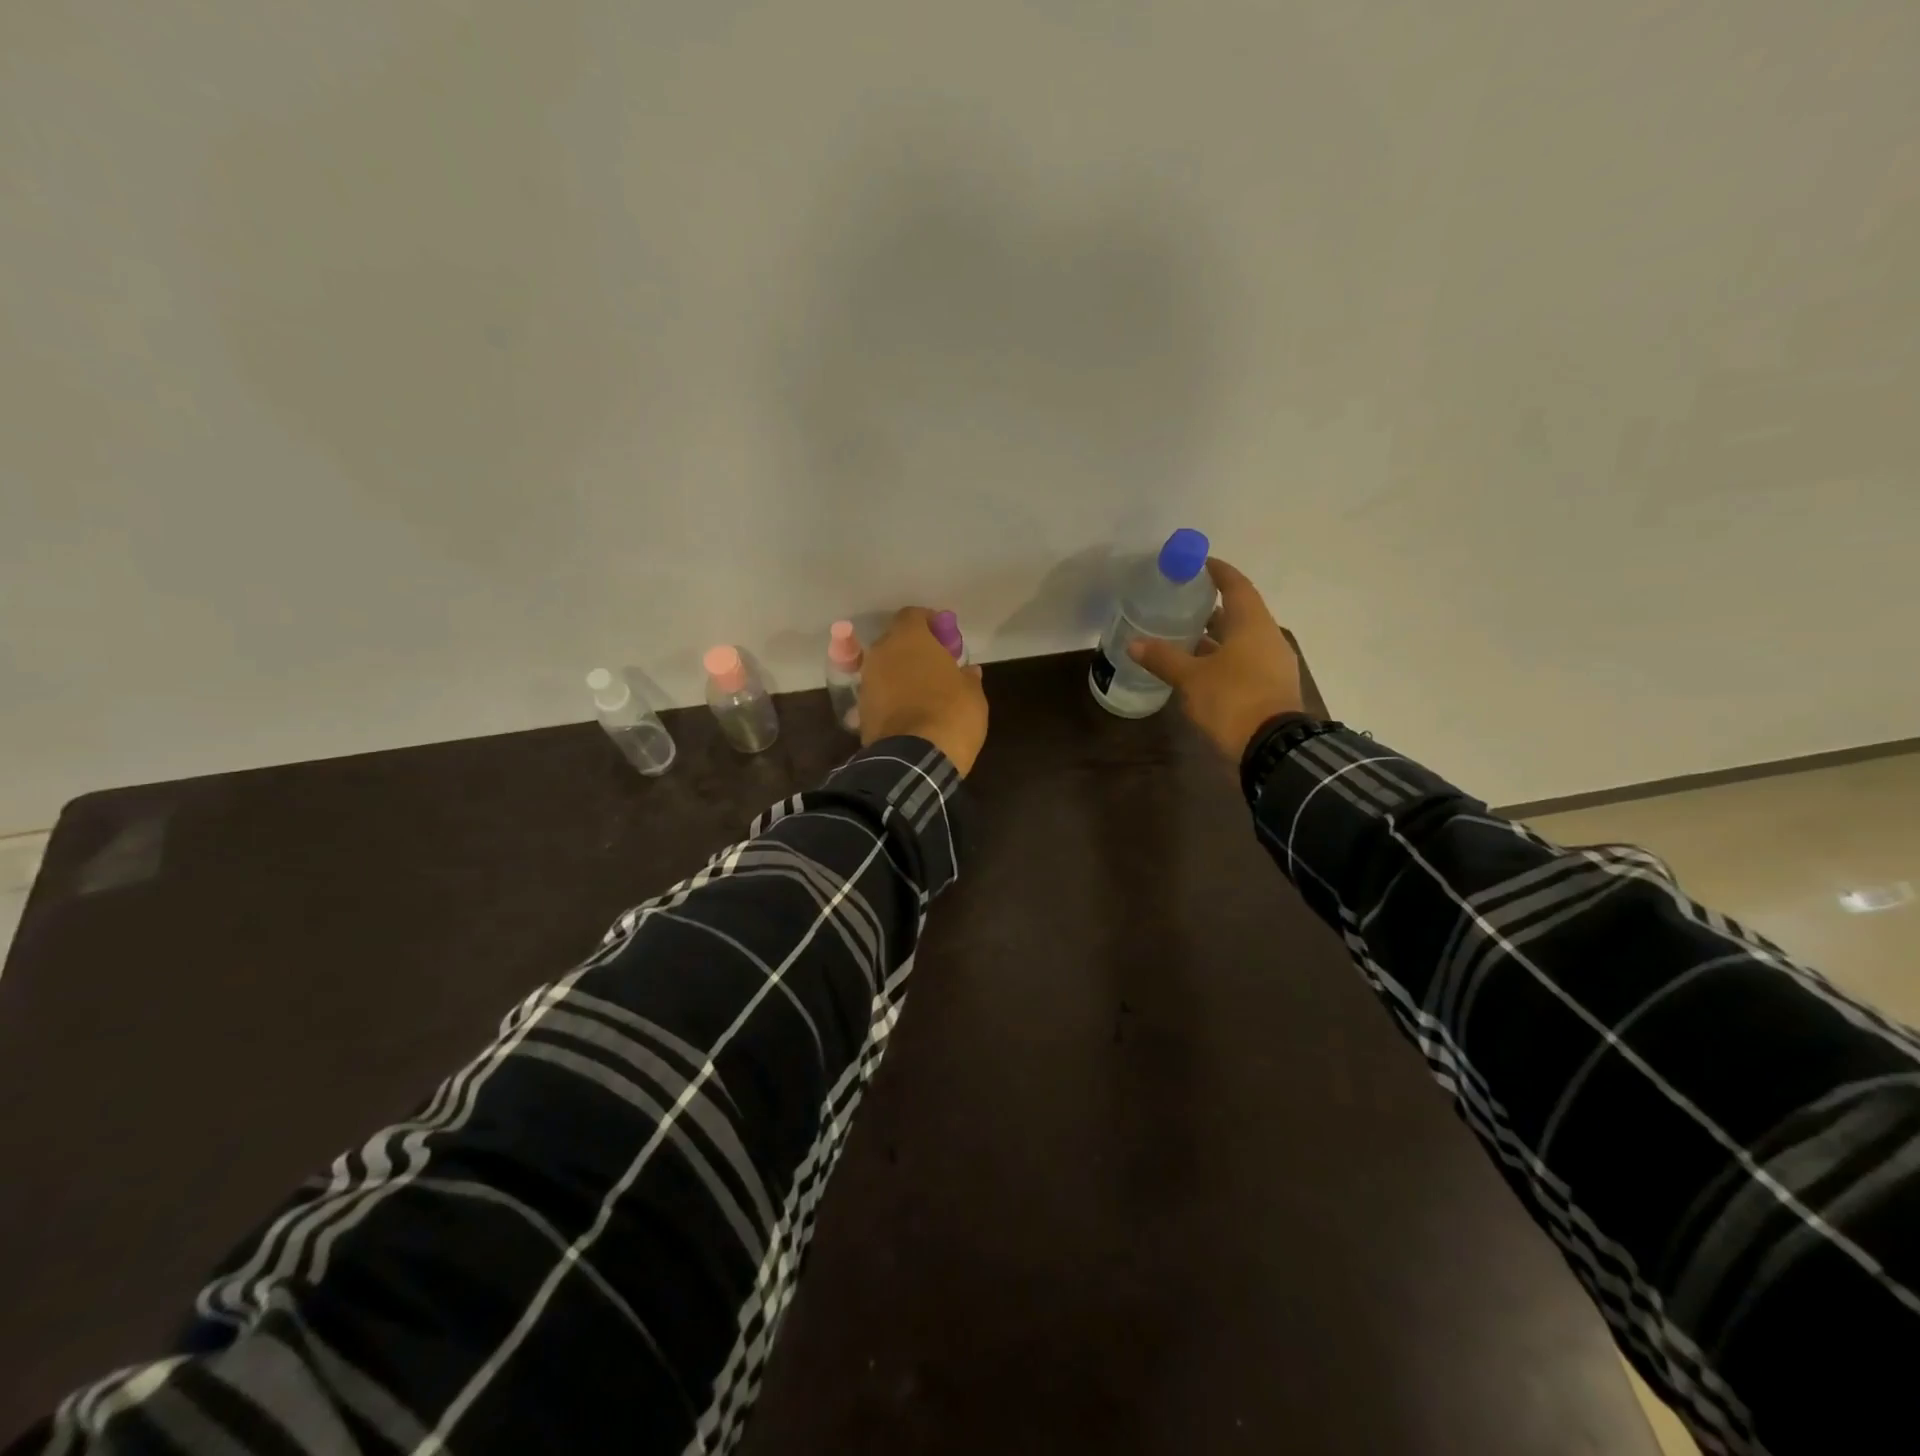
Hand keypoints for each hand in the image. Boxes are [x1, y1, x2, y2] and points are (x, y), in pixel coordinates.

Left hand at [859, 608, 989, 775]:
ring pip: (884, 668)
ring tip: (923, 691)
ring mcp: (867, 682)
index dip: (929, 623)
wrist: (915, 759)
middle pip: (896, 641)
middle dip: (913, 650)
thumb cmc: (951, 714)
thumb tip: (967, 672)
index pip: (913, 615)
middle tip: (936, 665)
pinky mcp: (861, 711)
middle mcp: (881, 654)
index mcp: (908, 639)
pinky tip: (910, 712)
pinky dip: (892, 698)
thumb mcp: (973, 694)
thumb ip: (967, 677)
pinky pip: (879, 694)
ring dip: (901, 674)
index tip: (945, 638)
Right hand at [1128, 558, 1304, 761]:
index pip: (1236, 586)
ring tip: (1184, 637)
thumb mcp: (1191, 678)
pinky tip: (1200, 670)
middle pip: (1239, 613)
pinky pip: (1245, 662)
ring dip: (1215, 637)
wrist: (1273, 748)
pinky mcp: (1272, 688)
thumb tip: (1134, 643)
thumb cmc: (1232, 700)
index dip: (1218, 572)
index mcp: (1252, 624)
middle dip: (1211, 608)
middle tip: (1181, 604)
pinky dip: (1223, 659)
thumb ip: (1164, 658)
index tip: (1198, 564)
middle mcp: (1267, 637)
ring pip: (1241, 641)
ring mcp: (1273, 664)